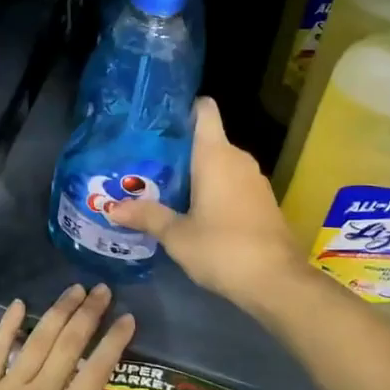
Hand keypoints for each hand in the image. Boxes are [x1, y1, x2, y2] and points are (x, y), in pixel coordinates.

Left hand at [0, 283, 134, 389]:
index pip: (95, 372)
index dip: (114, 342)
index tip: (128, 318)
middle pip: (69, 346)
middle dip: (88, 314)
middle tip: (103, 289)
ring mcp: (7, 388)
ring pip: (38, 340)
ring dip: (58, 312)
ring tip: (74, 289)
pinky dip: (8, 326)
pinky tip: (19, 304)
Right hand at [109, 97, 304, 312]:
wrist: (277, 282)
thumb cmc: (223, 248)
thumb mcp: (177, 235)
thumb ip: (147, 216)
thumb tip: (113, 209)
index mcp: (216, 154)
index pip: (204, 109)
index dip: (183, 107)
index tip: (158, 120)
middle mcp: (237, 158)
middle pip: (207, 138)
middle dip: (179, 147)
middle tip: (146, 160)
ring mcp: (254, 179)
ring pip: (220, 162)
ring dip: (196, 171)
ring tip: (163, 185)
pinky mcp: (263, 200)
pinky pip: (232, 181)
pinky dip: (214, 187)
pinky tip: (193, 208)